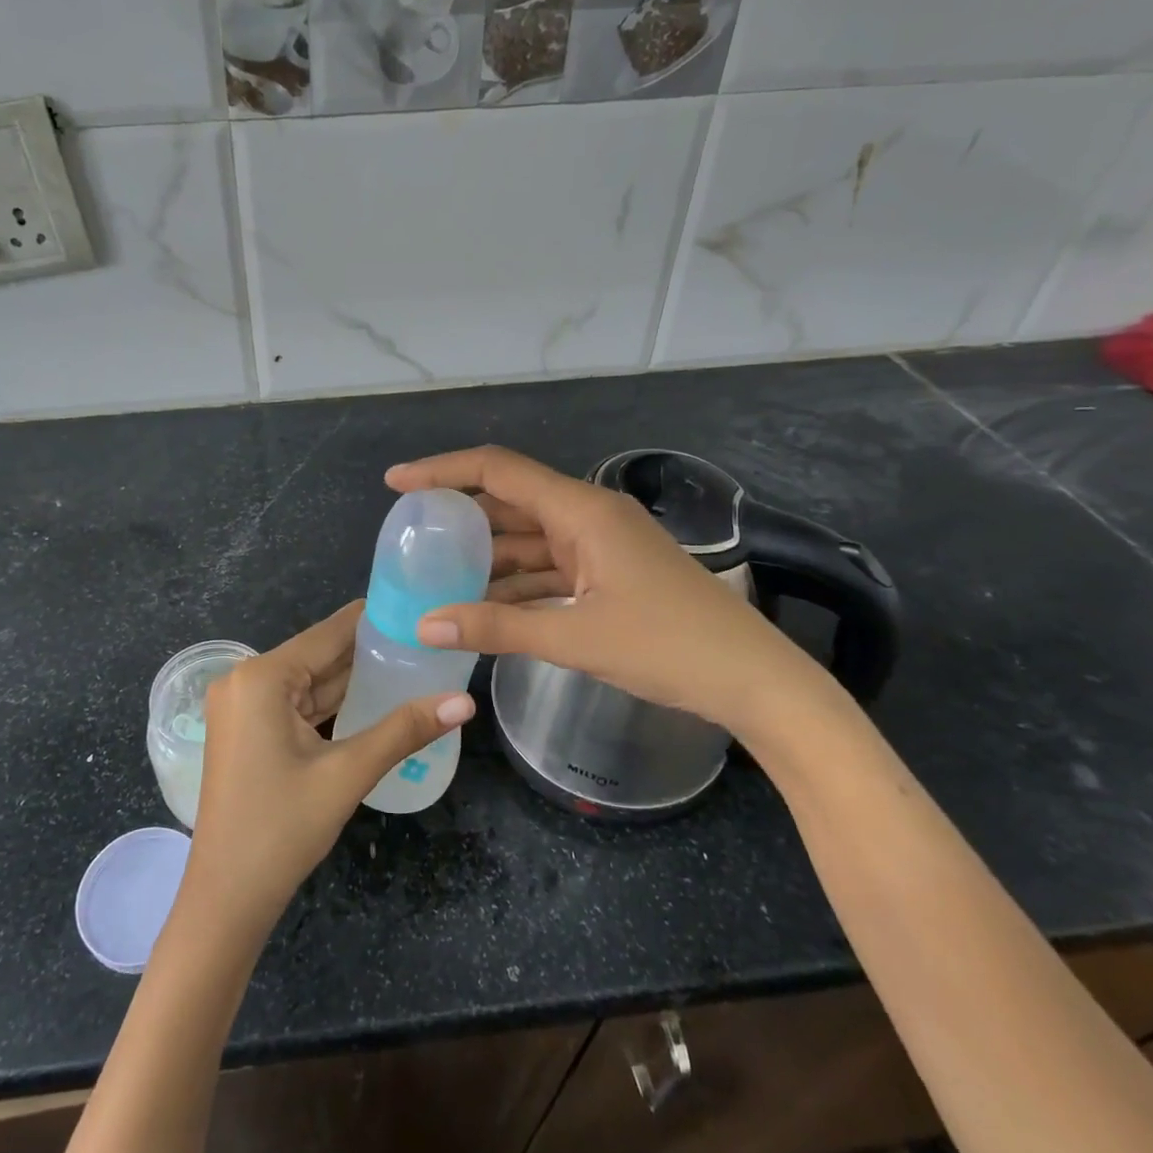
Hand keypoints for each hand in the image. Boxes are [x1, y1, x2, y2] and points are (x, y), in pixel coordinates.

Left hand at [182, 602, 473, 943]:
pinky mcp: (246, 730)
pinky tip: (373, 698)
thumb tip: (464, 701)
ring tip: (411, 664)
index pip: (330, 632)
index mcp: (262, 676)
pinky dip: (331, 703)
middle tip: (426, 641)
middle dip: (370, 651)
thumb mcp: (347, 774)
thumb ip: (405, 730)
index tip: (421, 611)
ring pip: (309, 681)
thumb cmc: (281, 830)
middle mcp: (245, 679)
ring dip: (353, 678)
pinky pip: (296, 704)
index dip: (376, 620)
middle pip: (319, 655)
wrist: (225, 900)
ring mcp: (242, 706)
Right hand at [385, 447, 842, 742]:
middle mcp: (589, 517)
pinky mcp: (608, 575)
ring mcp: (601, 546)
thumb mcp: (576, 638)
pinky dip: (514, 581)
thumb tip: (425, 626)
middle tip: (409, 534)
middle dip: (459, 516)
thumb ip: (497, 628)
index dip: (443, 470)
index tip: (397, 482)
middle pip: (510, 502)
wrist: (756, 682)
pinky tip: (482, 603)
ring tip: (434, 573)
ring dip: (485, 555)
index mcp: (582, 511)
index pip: (498, 471)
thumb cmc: (670, 647)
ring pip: (527, 538)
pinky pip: (548, 567)